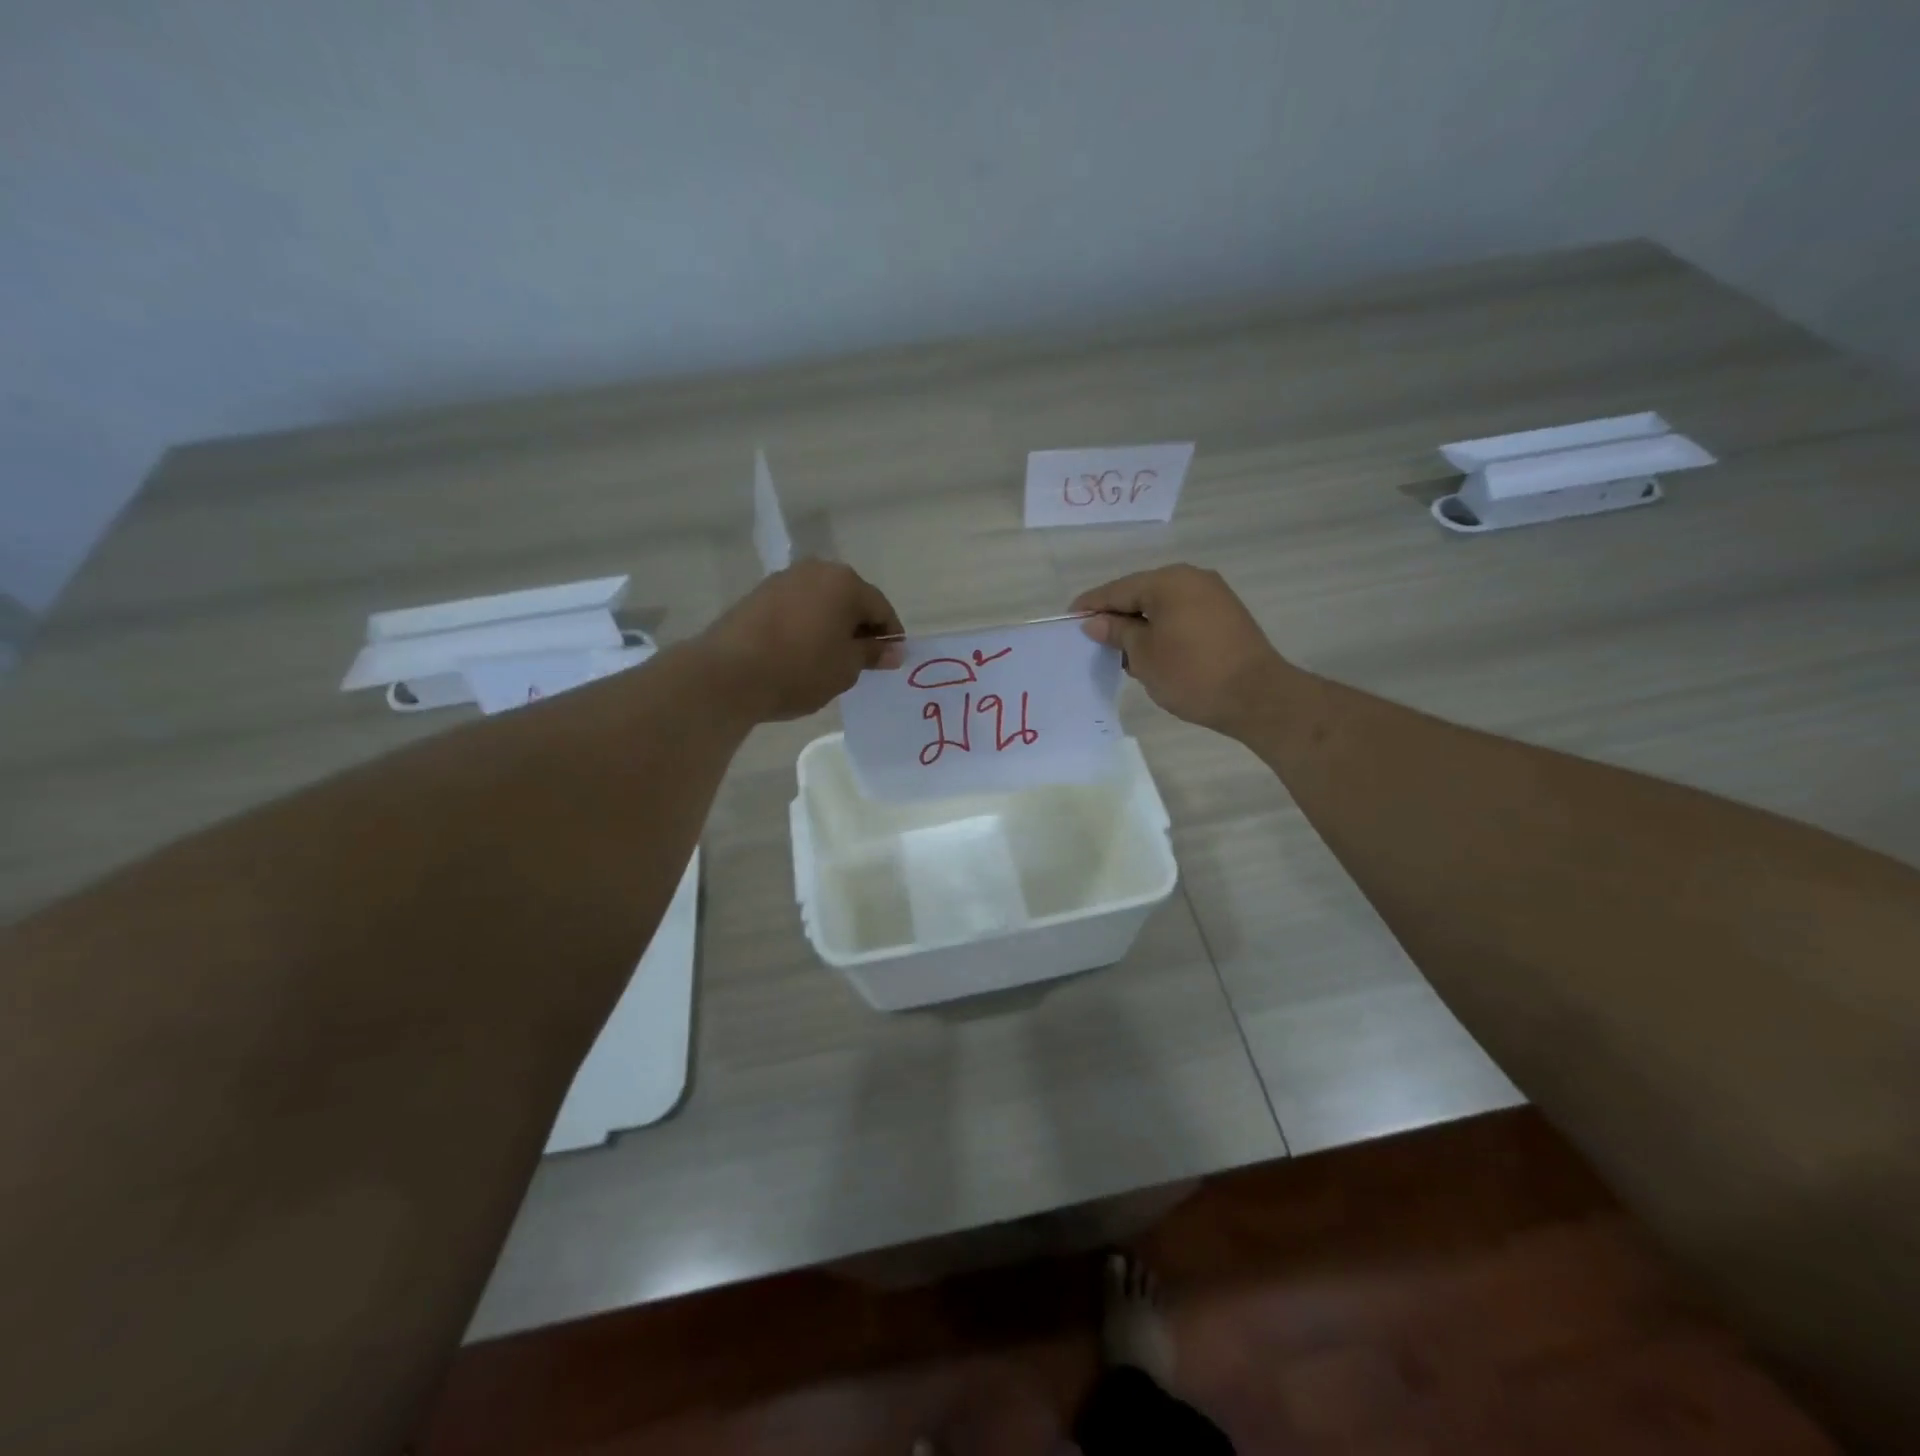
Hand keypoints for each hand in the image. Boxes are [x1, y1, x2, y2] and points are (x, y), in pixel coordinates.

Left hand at [694, 560, 904, 722]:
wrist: (728, 673)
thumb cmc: (800, 669)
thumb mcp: (846, 668)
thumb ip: (872, 654)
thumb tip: (894, 650)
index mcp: (846, 583)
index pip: (881, 608)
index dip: (890, 637)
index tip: (891, 661)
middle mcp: (816, 570)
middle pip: (850, 599)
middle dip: (859, 628)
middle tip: (861, 661)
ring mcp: (783, 579)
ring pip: (821, 602)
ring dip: (831, 626)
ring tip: (829, 659)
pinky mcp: (758, 595)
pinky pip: (796, 608)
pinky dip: (806, 626)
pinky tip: (801, 653)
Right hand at [1071, 565, 1290, 736]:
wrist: (1257, 697)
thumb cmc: (1192, 674)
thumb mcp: (1144, 655)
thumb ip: (1117, 633)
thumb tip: (1095, 622)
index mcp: (1168, 581)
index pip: (1118, 590)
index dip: (1092, 605)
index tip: (1069, 619)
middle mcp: (1192, 578)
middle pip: (1141, 593)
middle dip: (1117, 616)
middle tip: (1093, 639)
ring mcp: (1213, 595)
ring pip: (1163, 606)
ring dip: (1140, 625)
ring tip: (1121, 653)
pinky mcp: (1226, 616)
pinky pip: (1182, 615)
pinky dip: (1163, 630)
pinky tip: (1151, 652)